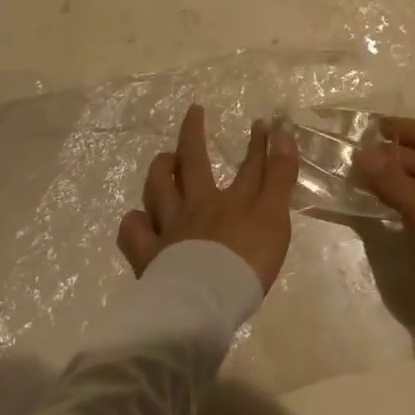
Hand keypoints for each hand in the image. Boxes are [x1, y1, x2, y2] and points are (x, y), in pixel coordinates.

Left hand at [118, 105, 298, 292]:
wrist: (204, 302)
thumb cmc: (245, 262)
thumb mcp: (274, 217)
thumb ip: (279, 176)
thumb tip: (281, 132)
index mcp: (230, 200)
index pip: (249, 166)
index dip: (258, 143)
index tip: (262, 123)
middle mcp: (196, 206)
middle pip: (193, 163)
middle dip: (195, 134)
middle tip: (194, 112)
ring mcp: (168, 229)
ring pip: (159, 189)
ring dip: (162, 169)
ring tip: (165, 159)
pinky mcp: (148, 256)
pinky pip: (133, 231)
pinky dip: (135, 221)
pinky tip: (139, 218)